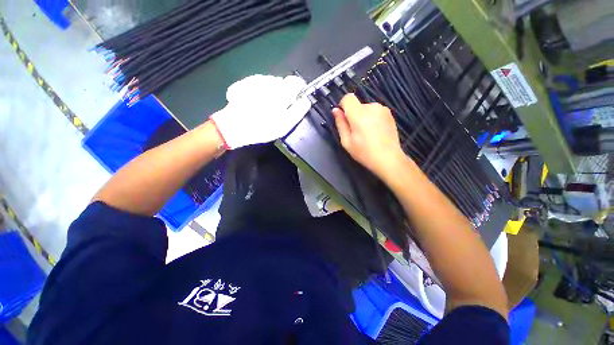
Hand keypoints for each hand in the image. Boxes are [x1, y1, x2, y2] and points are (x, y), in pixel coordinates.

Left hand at [210, 74, 311, 148]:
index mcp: (282, 91)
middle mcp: (269, 82)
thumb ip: (298, 111)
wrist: (233, 127)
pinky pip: (258, 85)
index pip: (296, 82)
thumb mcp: (285, 124)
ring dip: (271, 93)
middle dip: (283, 94)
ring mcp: (255, 81)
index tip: (296, 100)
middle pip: (283, 83)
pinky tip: (255, 104)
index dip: (299, 90)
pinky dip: (260, 93)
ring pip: (270, 84)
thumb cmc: (262, 128)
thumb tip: (306, 100)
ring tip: (265, 108)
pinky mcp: (244, 83)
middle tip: (278, 110)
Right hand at [333, 94, 407, 180]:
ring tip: (367, 133)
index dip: (343, 106)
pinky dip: (372, 118)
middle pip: (357, 105)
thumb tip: (336, 110)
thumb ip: (340, 124)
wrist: (389, 159)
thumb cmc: (364, 153)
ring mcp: (383, 109)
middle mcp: (372, 108)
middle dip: (353, 115)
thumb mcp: (347, 142)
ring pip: (366, 108)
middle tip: (356, 132)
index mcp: (360, 115)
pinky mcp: (389, 114)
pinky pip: (375, 111)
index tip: (343, 118)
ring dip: (363, 117)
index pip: (348, 98)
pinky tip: (375, 132)